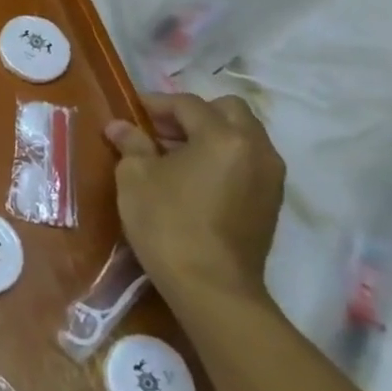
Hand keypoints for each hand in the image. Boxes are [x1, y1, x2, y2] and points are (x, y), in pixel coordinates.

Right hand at [104, 92, 285, 302]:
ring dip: (210, 135)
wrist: (212, 287)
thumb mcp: (135, 177)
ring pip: (242, 136)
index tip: (131, 111)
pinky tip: (194, 177)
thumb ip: (131, 144)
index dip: (156, 103)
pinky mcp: (271, 202)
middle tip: (160, 130)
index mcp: (224, 136)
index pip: (188, 104)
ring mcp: (270, 177)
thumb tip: (120, 126)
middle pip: (228, 111)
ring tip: (174, 154)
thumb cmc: (168, 223)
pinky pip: (248, 161)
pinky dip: (223, 157)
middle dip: (193, 114)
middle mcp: (257, 149)